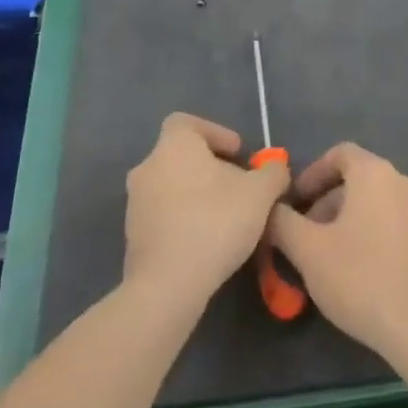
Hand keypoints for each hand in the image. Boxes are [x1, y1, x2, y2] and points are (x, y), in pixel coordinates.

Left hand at [123, 112, 288, 307]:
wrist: (168, 285)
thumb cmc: (215, 222)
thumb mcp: (261, 193)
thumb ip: (273, 173)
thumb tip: (275, 170)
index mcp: (174, 146)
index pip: (186, 123)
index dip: (215, 132)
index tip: (237, 153)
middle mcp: (148, 167)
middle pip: (182, 156)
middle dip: (211, 167)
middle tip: (239, 186)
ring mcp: (136, 203)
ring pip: (172, 185)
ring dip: (198, 193)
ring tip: (227, 216)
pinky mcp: (132, 236)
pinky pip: (164, 214)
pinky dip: (184, 218)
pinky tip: (208, 239)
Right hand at [270, 143, 407, 359]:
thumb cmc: (360, 278)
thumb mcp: (308, 251)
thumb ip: (282, 222)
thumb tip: (269, 210)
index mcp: (376, 173)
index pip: (340, 154)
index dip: (311, 174)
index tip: (292, 203)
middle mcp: (403, 180)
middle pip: (356, 178)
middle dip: (325, 201)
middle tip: (302, 235)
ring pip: (373, 201)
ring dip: (345, 218)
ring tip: (324, 255)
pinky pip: (391, 219)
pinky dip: (368, 230)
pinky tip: (354, 267)